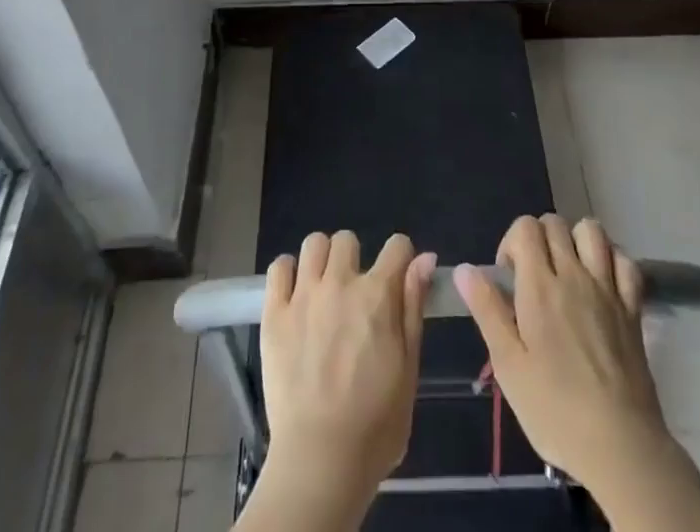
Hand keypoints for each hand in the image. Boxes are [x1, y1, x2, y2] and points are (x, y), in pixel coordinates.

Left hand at [258, 230, 436, 498]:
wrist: (320, 460)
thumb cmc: (375, 424)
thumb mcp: (409, 369)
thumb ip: (413, 308)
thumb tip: (424, 258)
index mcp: (378, 295)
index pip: (397, 246)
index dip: (401, 258)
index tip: (396, 278)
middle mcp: (340, 283)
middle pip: (347, 240)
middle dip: (354, 260)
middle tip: (353, 294)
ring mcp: (304, 295)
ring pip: (313, 243)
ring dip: (321, 260)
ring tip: (322, 290)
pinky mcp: (274, 313)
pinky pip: (278, 267)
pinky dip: (287, 273)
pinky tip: (294, 295)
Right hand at [455, 215, 670, 489]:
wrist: (620, 446)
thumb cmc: (555, 410)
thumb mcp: (508, 366)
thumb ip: (487, 310)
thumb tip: (464, 269)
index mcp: (539, 286)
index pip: (525, 227)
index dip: (512, 242)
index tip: (508, 276)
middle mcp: (574, 275)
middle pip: (554, 223)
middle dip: (539, 238)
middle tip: (533, 276)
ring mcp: (607, 288)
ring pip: (592, 230)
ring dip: (576, 240)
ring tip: (567, 270)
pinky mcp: (633, 308)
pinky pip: (625, 261)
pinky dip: (612, 260)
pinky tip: (602, 281)